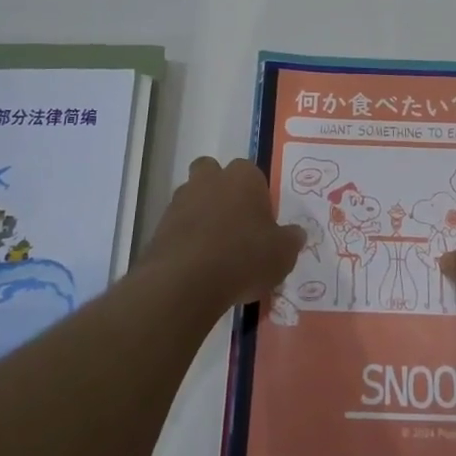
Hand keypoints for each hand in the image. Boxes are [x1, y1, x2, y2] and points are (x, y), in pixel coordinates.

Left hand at [140, 157, 304, 310]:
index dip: (257, 196)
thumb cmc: (244, 257)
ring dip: (201, 215)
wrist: (186, 282)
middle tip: (234, 224)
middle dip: (221, 191)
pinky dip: (185, 240)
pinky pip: (177, 227)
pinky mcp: (159, 227)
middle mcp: (210, 179)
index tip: (261, 222)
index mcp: (243, 177)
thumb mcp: (282, 254)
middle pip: (213, 173)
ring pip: (192, 198)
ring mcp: (180, 201)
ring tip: (214, 251)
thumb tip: (296, 234)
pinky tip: (197, 266)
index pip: (252, 174)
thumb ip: (290, 240)